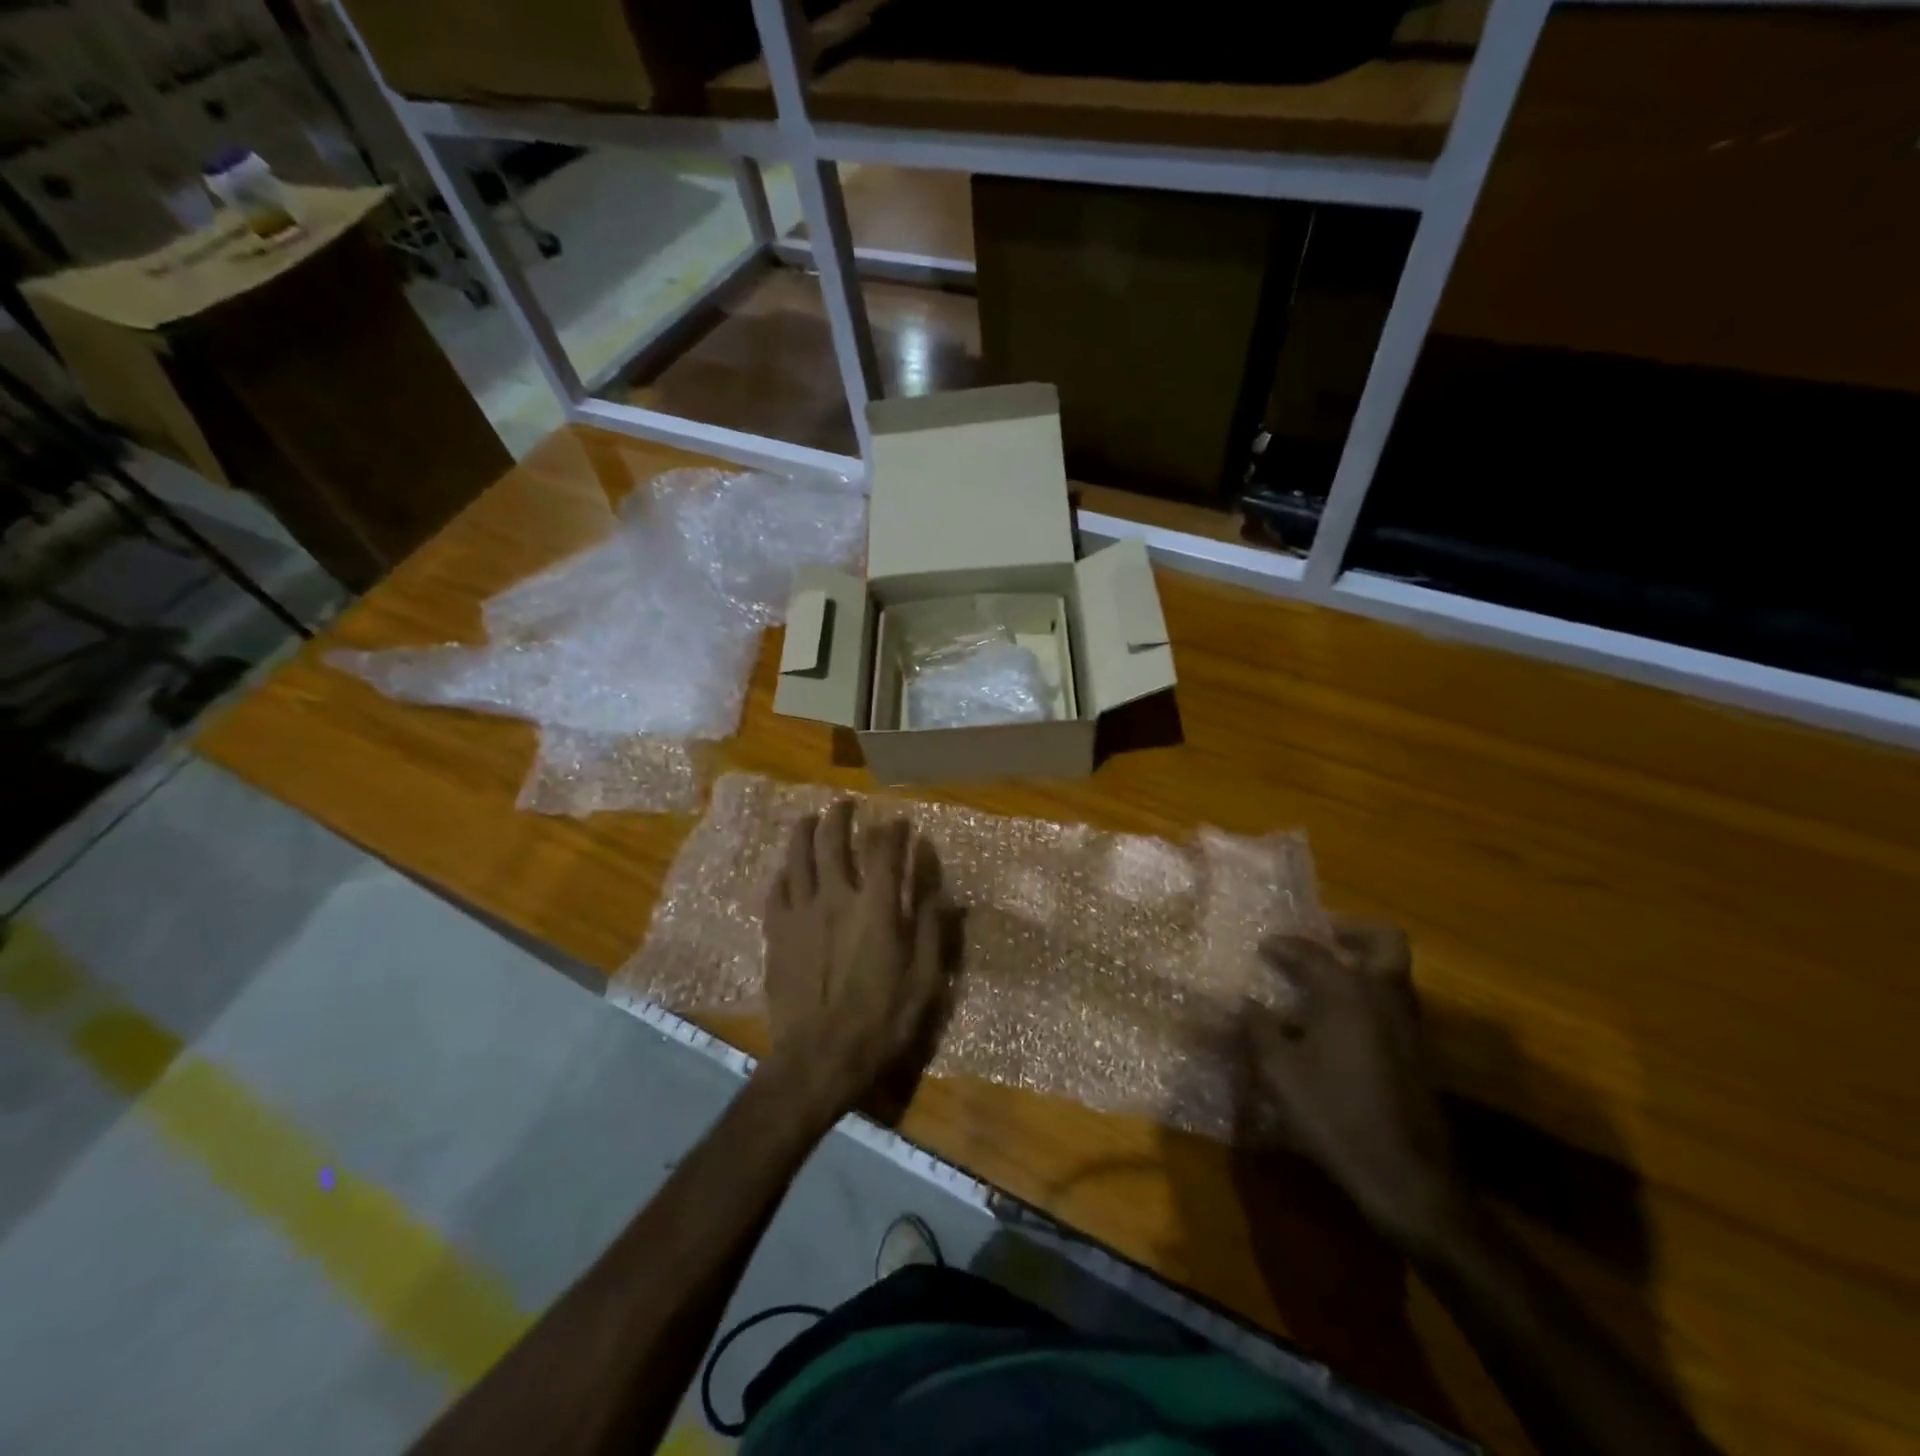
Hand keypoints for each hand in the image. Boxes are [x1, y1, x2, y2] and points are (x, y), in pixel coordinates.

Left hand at [760, 800, 952, 1116]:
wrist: (817, 1058)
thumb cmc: (880, 1021)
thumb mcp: (924, 981)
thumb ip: (931, 930)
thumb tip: (939, 890)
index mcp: (874, 906)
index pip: (883, 849)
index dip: (892, 829)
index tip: (899, 822)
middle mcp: (834, 897)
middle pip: (832, 840)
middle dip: (840, 816)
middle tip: (845, 804)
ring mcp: (800, 913)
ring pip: (797, 857)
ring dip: (805, 831)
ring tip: (810, 819)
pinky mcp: (776, 933)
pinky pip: (776, 890)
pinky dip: (784, 872)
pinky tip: (787, 870)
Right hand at [1244, 920, 1469, 1253]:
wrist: (1408, 1178)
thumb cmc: (1335, 1114)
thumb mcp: (1279, 1071)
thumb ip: (1258, 1029)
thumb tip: (1247, 1004)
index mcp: (1347, 992)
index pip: (1310, 951)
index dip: (1283, 945)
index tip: (1263, 945)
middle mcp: (1384, 996)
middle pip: (1383, 940)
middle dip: (1350, 931)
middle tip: (1319, 937)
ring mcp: (1409, 1024)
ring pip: (1393, 971)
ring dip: (1361, 962)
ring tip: (1321, 979)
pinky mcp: (1419, 1053)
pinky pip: (1393, 1002)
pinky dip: (1368, 995)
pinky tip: (1337, 1023)